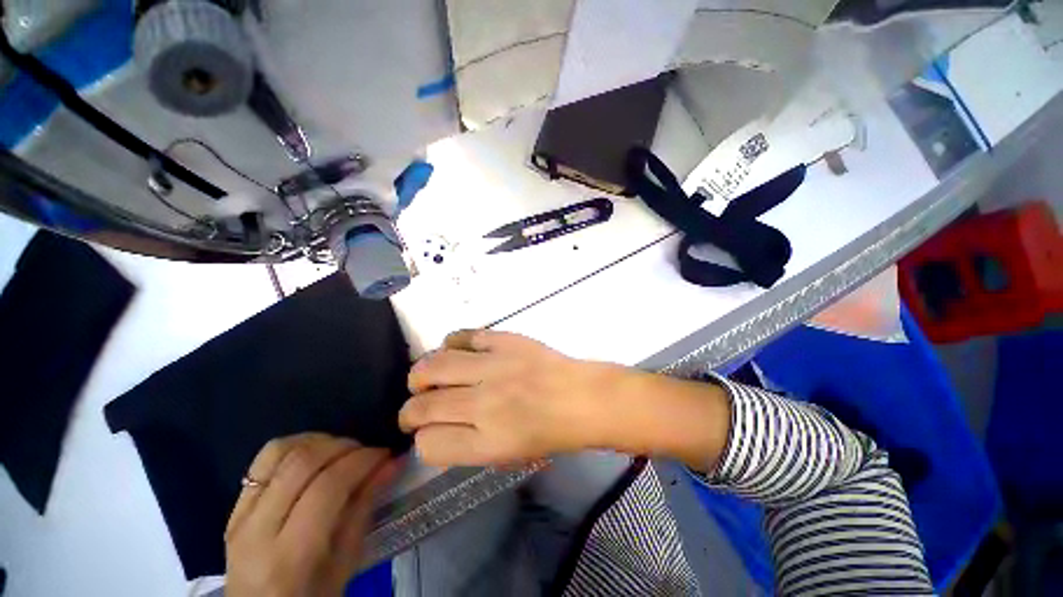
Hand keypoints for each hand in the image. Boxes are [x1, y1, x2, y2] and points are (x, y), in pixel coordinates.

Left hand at [225, 433, 397, 596]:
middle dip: (344, 446)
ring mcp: (239, 516)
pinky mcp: (234, 507)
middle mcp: (258, 530)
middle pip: (302, 462)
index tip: (385, 454)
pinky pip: (263, 460)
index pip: (327, 487)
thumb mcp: (346, 563)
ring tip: (342, 451)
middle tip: (367, 452)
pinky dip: (296, 446)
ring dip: (319, 441)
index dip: (361, 461)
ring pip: (279, 452)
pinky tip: (315, 454)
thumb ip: (364, 508)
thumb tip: (391, 463)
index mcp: (290, 556)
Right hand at [400, 330, 732, 471]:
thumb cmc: (553, 434)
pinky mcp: (504, 340)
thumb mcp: (510, 457)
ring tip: (426, 378)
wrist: (584, 397)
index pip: (429, 444)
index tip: (427, 433)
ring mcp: (493, 366)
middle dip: (410, 411)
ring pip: (433, 366)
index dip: (422, 441)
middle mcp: (484, 404)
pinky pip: (463, 336)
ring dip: (422, 374)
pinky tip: (454, 351)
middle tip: (416, 408)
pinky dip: (451, 344)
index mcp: (488, 442)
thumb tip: (439, 431)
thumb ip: (469, 446)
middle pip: (423, 406)